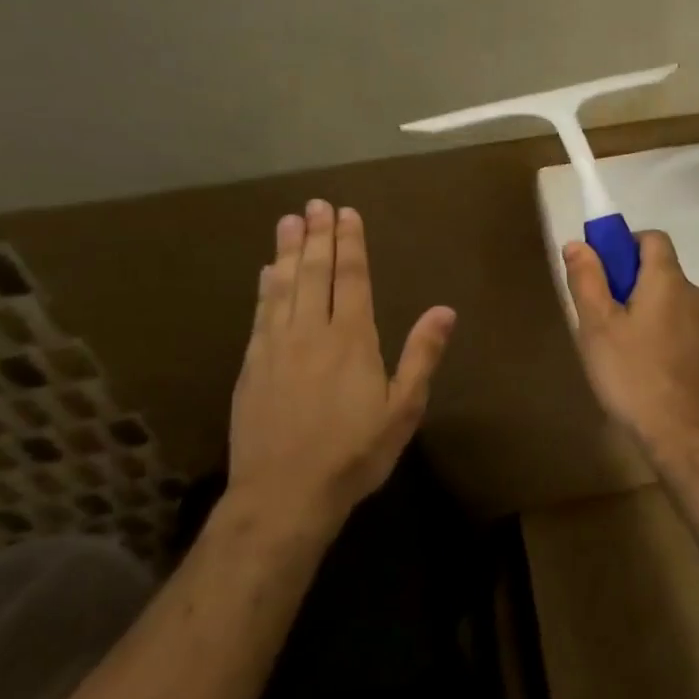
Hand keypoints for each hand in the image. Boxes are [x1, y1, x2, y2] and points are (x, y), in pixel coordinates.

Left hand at [228, 200, 454, 529]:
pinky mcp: (253, 366)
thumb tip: (445, 310)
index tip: (347, 213)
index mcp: (352, 340)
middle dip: (318, 236)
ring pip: (284, 286)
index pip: (353, 279)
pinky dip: (265, 287)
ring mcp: (277, 347)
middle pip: (315, 273)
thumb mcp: (403, 409)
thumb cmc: (354, 453)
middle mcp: (312, 332)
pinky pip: (261, 313)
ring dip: (287, 251)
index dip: (351, 244)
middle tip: (316, 204)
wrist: (284, 494)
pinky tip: (266, 272)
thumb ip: (422, 356)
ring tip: (289, 221)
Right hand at [562, 231, 698, 450]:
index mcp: (669, 280)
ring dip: (640, 310)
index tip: (599, 270)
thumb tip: (578, 244)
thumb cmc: (635, 374)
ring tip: (613, 347)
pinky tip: (637, 367)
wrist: (686, 435)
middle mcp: (694, 295)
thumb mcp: (598, 326)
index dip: (623, 244)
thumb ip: (587, 280)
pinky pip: (676, 326)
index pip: (652, 238)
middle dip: (626, 282)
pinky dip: (655, 333)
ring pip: (666, 301)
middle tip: (597, 314)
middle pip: (658, 270)